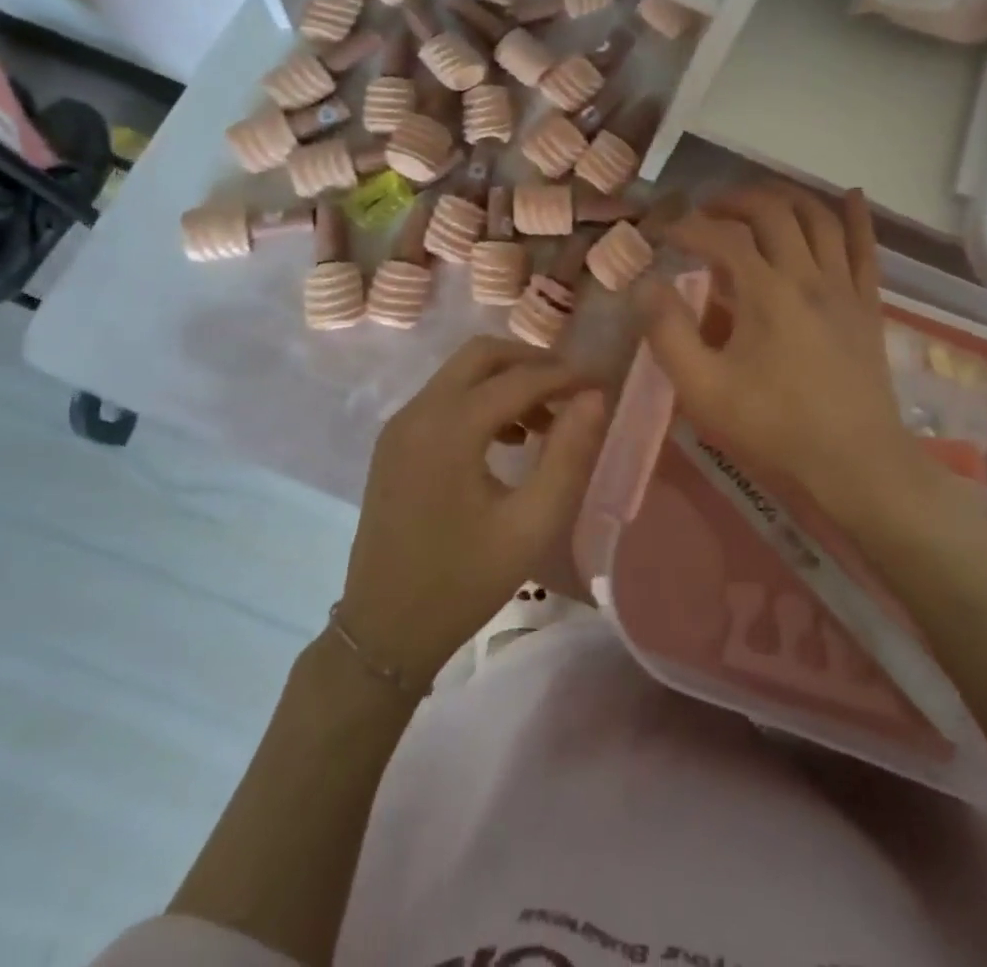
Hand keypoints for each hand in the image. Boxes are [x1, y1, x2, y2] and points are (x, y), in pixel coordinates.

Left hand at [337, 337, 606, 683]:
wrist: (384, 631)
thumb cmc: (464, 582)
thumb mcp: (531, 523)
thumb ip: (567, 455)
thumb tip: (593, 397)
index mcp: (449, 428)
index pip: (518, 378)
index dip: (565, 375)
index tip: (602, 383)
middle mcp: (418, 412)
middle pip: (481, 355)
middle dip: (532, 362)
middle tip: (572, 389)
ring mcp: (400, 425)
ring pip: (461, 373)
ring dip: (506, 381)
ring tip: (547, 421)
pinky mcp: (394, 443)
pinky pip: (443, 398)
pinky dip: (481, 400)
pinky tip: (509, 439)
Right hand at [635, 186, 919, 530]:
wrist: (856, 465)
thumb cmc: (774, 428)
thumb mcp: (703, 390)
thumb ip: (668, 334)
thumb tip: (645, 286)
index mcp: (766, 292)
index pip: (721, 236)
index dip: (686, 225)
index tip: (660, 231)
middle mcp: (807, 275)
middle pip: (773, 211)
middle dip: (734, 200)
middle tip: (706, 211)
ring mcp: (844, 286)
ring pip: (819, 218)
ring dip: (785, 197)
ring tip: (757, 201)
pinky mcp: (868, 304)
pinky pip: (866, 248)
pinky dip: (856, 217)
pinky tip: (850, 195)